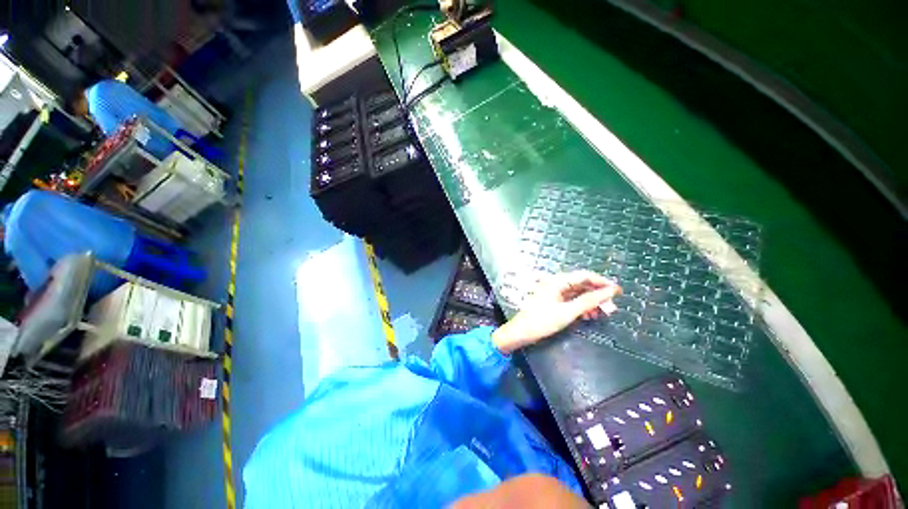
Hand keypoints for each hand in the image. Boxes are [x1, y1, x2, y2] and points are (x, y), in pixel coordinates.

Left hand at [492, 271, 620, 354]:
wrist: (522, 332)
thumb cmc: (543, 321)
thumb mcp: (568, 312)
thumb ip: (589, 301)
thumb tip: (610, 291)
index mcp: (558, 281)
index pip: (584, 276)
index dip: (602, 282)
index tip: (618, 291)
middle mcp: (556, 283)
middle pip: (581, 284)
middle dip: (597, 294)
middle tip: (612, 307)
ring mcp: (554, 292)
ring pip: (578, 293)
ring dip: (591, 302)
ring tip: (603, 314)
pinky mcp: (553, 301)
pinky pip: (571, 300)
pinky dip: (581, 307)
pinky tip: (589, 316)